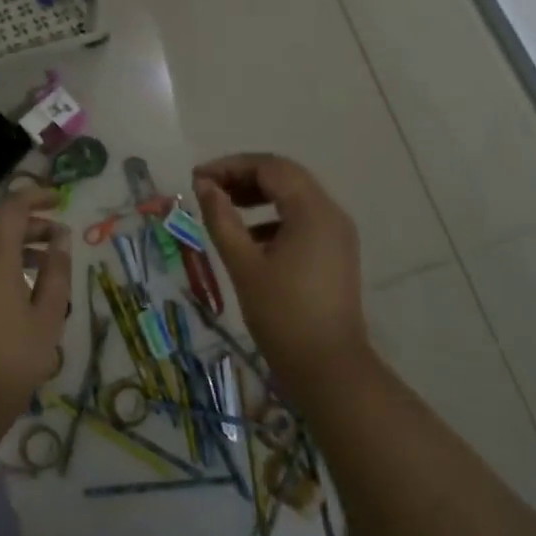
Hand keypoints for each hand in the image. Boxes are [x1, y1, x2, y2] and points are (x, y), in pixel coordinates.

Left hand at [0, 188, 71, 426]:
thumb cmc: (9, 362)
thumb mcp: (46, 319)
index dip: (37, 197)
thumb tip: (60, 239)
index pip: (13, 207)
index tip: (60, 200)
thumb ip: (56, 273)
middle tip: (60, 240)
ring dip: (15, 250)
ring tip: (44, 270)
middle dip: (31, 227)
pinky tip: (16, 297)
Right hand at [193, 154, 371, 394]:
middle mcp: (331, 212)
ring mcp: (338, 233)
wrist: (330, 370)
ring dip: (259, 196)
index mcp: (312, 210)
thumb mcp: (244, 265)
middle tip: (208, 189)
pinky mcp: (336, 253)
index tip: (197, 178)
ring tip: (224, 208)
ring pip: (295, 197)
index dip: (231, 166)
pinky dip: (274, 218)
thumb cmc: (283, 315)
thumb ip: (222, 219)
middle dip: (244, 177)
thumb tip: (204, 185)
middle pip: (285, 176)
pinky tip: (250, 239)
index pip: (270, 167)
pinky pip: (303, 220)